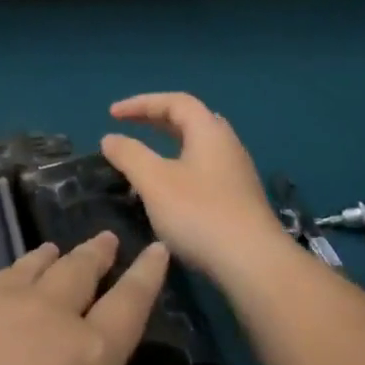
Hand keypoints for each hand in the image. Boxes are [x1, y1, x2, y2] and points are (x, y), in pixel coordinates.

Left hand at [0, 232, 169, 364]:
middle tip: (105, 242)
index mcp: (91, 355)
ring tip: (51, 251)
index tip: (155, 248)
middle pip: (78, 270)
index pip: (130, 301)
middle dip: (96, 253)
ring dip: (44, 258)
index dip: (146, 273)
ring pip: (27, 267)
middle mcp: (47, 315)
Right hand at [101, 92, 287, 279]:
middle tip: (128, 126)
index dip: (141, 103)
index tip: (112, 114)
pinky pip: (203, 169)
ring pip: (197, 147)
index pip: (174, 101)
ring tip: (144, 159)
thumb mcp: (154, 181)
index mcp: (209, 131)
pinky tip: (167, 191)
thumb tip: (110, 138)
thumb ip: (130, 155)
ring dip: (167, 146)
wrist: (254, 263)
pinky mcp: (239, 198)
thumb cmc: (200, 213)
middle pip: (189, 120)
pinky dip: (179, 168)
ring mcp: (236, 172)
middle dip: (155, 120)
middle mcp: (226, 144)